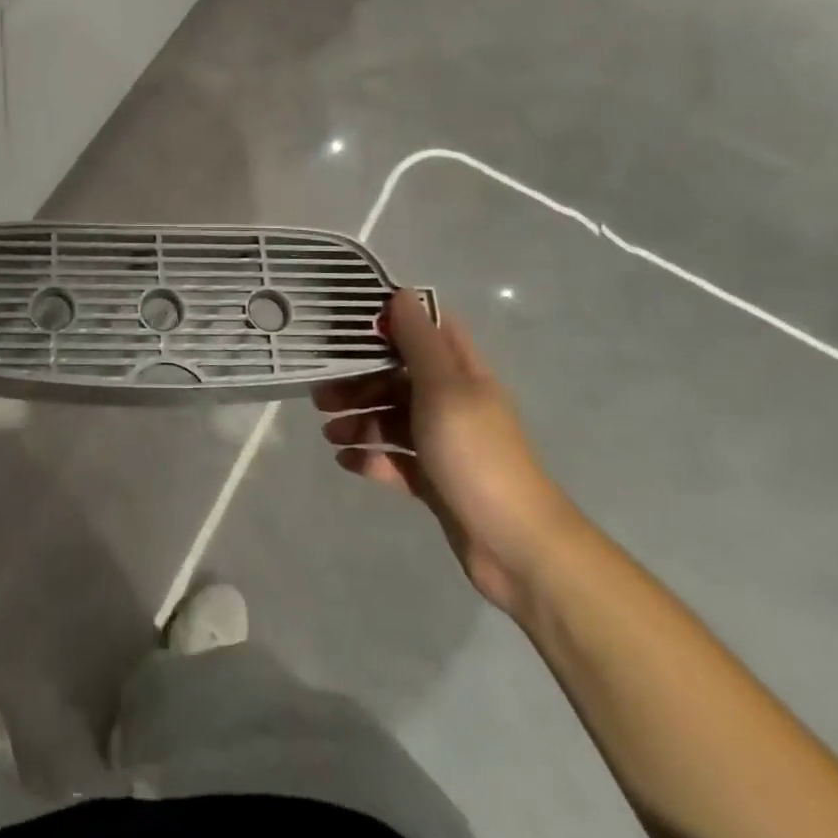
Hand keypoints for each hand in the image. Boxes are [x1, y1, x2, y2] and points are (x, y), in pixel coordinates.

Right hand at [314, 291, 580, 614]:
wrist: (516, 545)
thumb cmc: (477, 456)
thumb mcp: (444, 391)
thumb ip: (420, 343)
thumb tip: (402, 292)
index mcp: (461, 374)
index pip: (426, 330)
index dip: (390, 322)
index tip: (347, 326)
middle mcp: (452, 401)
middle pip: (397, 377)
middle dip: (358, 382)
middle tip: (320, 396)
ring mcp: (444, 442)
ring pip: (391, 418)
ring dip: (358, 421)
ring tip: (330, 435)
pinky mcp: (434, 479)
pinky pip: (394, 459)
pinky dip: (370, 458)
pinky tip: (348, 463)